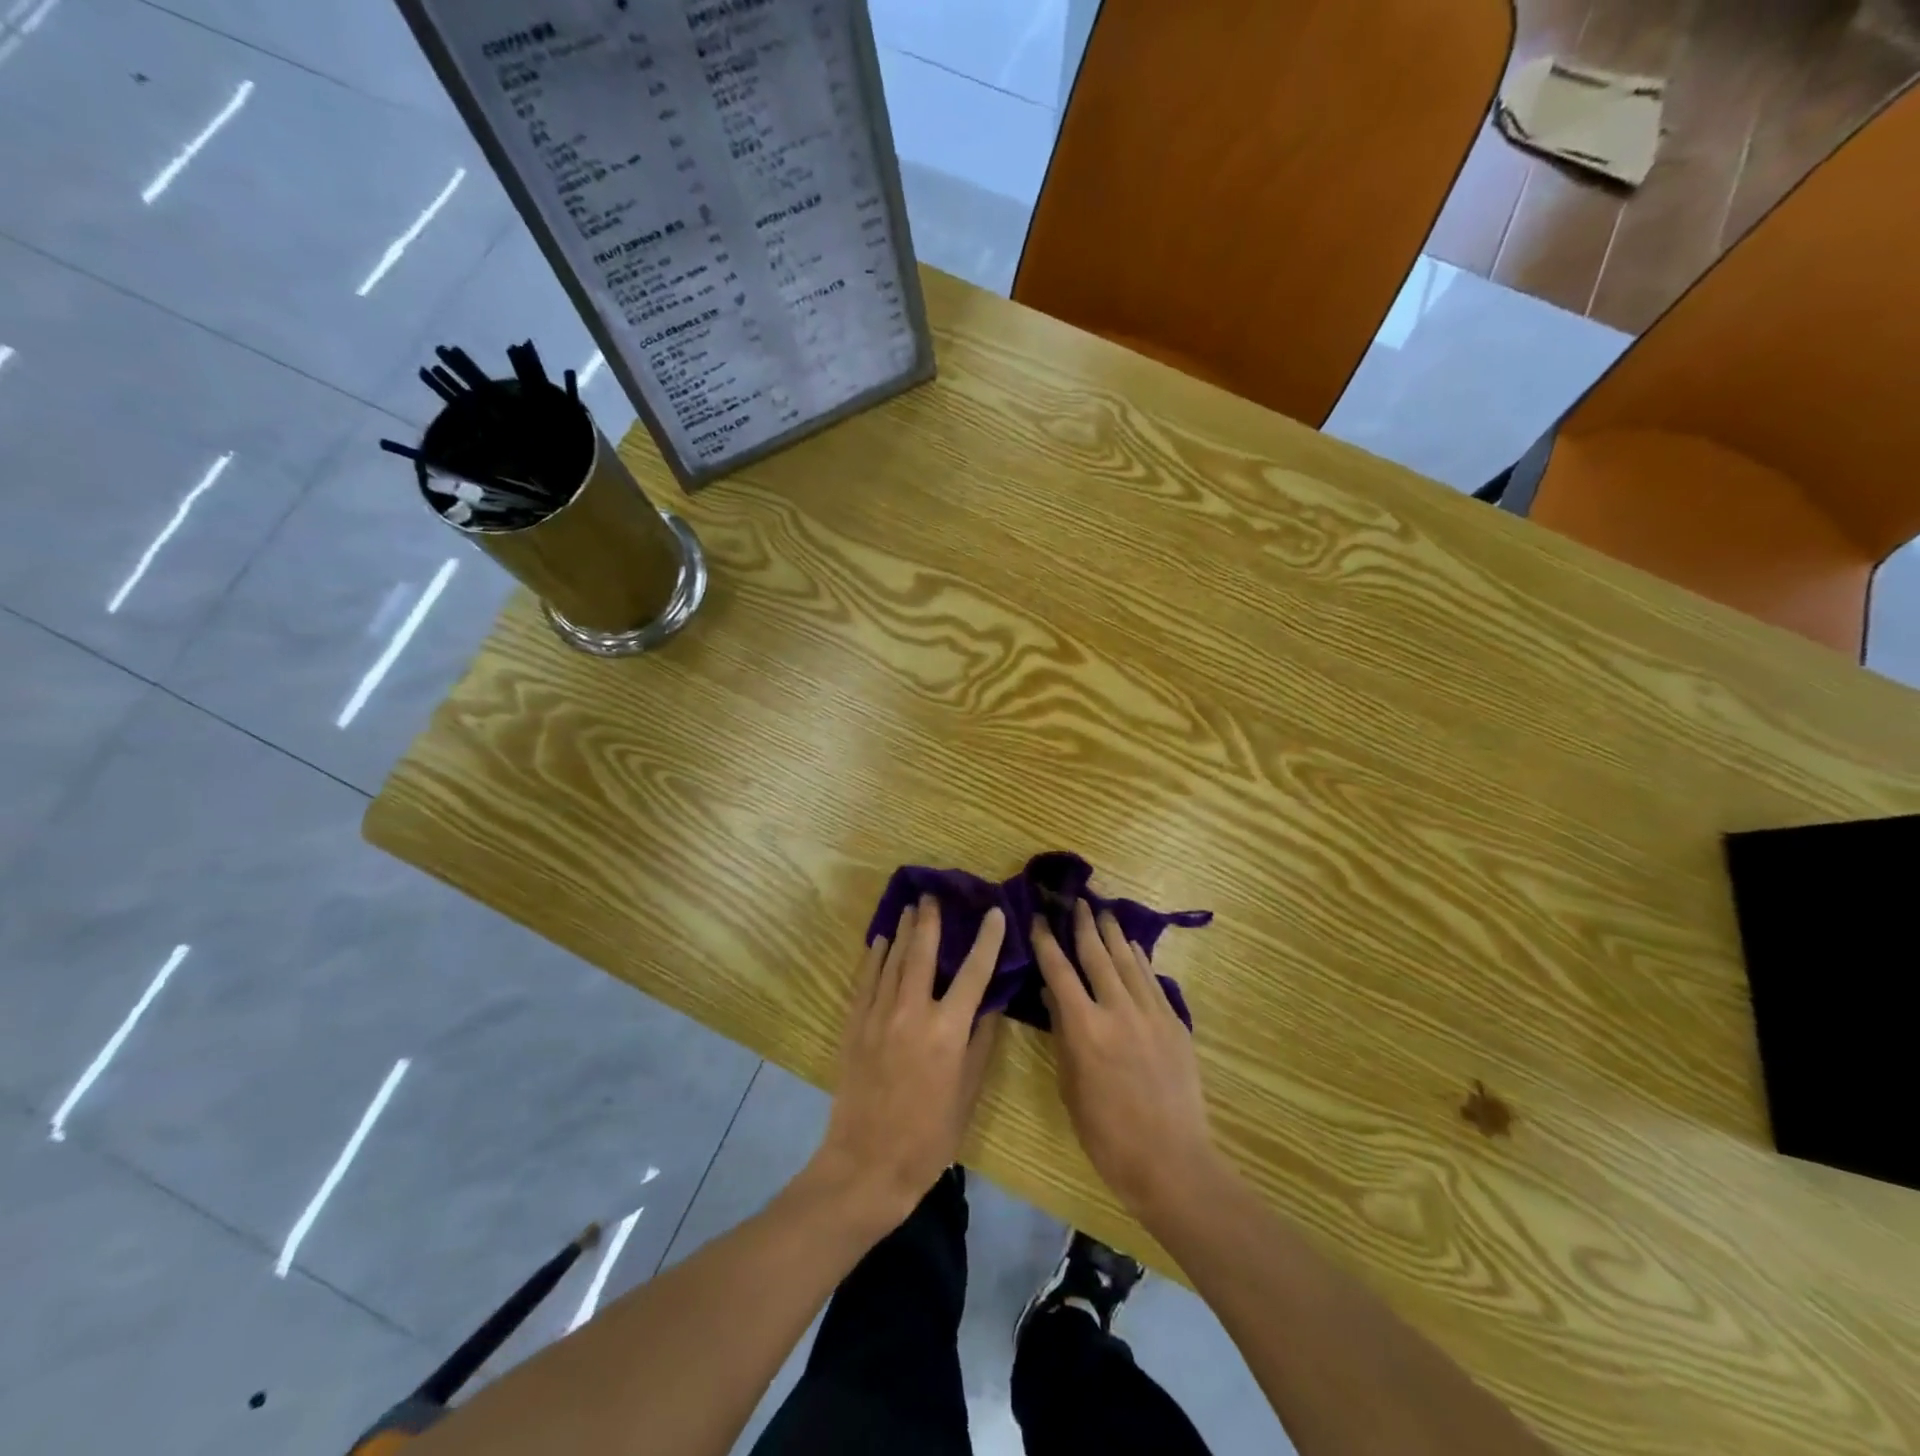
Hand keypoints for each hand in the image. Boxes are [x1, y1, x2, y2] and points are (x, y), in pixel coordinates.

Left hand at [807, 896, 1005, 1232]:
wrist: (866, 1166)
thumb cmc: (928, 1137)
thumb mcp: (967, 1094)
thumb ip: (979, 1044)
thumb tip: (989, 1005)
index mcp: (946, 1031)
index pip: (973, 973)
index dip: (986, 940)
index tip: (994, 913)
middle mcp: (912, 1013)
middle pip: (923, 953)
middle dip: (930, 921)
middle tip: (933, 894)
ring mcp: (878, 1016)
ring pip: (891, 961)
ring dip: (902, 931)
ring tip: (910, 908)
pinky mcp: (854, 1026)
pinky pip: (865, 981)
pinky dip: (873, 958)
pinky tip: (878, 942)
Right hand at [1033, 900, 1219, 1221]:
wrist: (1171, 1161)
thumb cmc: (1108, 1135)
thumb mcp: (1071, 1087)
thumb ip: (1063, 1035)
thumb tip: (1054, 996)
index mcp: (1085, 1028)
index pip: (1059, 971)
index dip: (1047, 941)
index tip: (1039, 918)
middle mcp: (1117, 1010)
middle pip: (1097, 955)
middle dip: (1084, 925)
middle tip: (1076, 900)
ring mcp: (1150, 1013)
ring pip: (1128, 961)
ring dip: (1113, 934)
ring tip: (1104, 911)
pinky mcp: (1174, 1023)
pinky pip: (1152, 979)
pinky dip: (1138, 959)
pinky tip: (1132, 948)